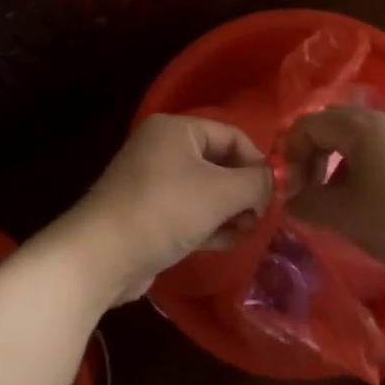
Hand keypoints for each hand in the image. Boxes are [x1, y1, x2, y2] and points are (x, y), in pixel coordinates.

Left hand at [64, 114, 272, 304]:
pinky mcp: (145, 214)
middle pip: (218, 163)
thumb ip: (258, 183)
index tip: (278, 193)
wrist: (101, 255)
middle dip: (244, 190)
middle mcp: (161, 148)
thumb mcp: (221, 192)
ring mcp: (150, 182)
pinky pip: (186, 212)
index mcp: (176, 129)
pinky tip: (229, 241)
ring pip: (204, 190)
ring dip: (230, 210)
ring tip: (250, 231)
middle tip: (265, 216)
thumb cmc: (166, 210)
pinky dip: (209, 223)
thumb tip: (283, 180)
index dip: (258, 162)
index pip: (232, 136)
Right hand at [285, 106, 384, 283]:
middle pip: (335, 125)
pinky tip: (370, 201)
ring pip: (360, 138)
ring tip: (337, 200)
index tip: (290, 189)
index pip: (309, 123)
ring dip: (339, 164)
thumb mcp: (345, 217)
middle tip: (308, 190)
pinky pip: (383, 150)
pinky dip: (364, 168)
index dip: (291, 153)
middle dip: (314, 155)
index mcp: (360, 127)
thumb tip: (291, 200)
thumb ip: (310, 204)